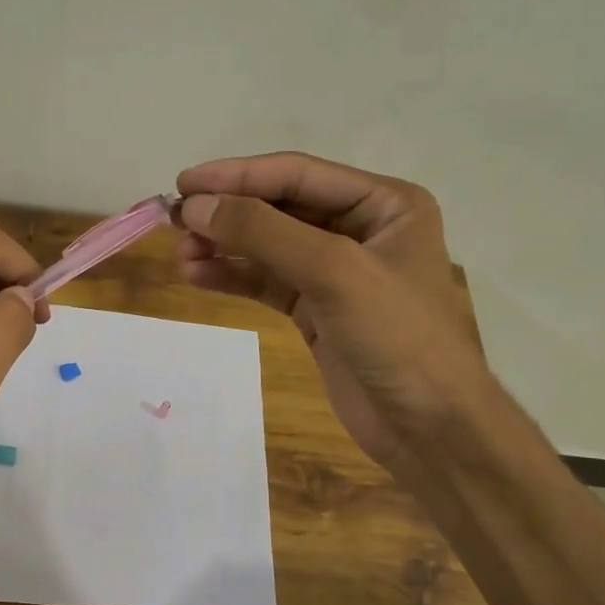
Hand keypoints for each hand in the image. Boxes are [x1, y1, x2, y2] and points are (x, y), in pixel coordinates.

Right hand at [175, 152, 484, 471]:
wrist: (429, 428)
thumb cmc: (397, 337)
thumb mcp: (334, 272)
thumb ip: (263, 232)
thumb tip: (195, 205)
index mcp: (384, 203)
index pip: (298, 175)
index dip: (238, 176)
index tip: (183, 183)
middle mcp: (361, 228)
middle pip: (280, 207)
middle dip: (228, 214)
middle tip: (175, 222)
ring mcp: (337, 271)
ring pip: (268, 246)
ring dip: (224, 247)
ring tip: (181, 255)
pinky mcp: (317, 309)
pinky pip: (267, 281)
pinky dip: (233, 277)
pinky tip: (197, 276)